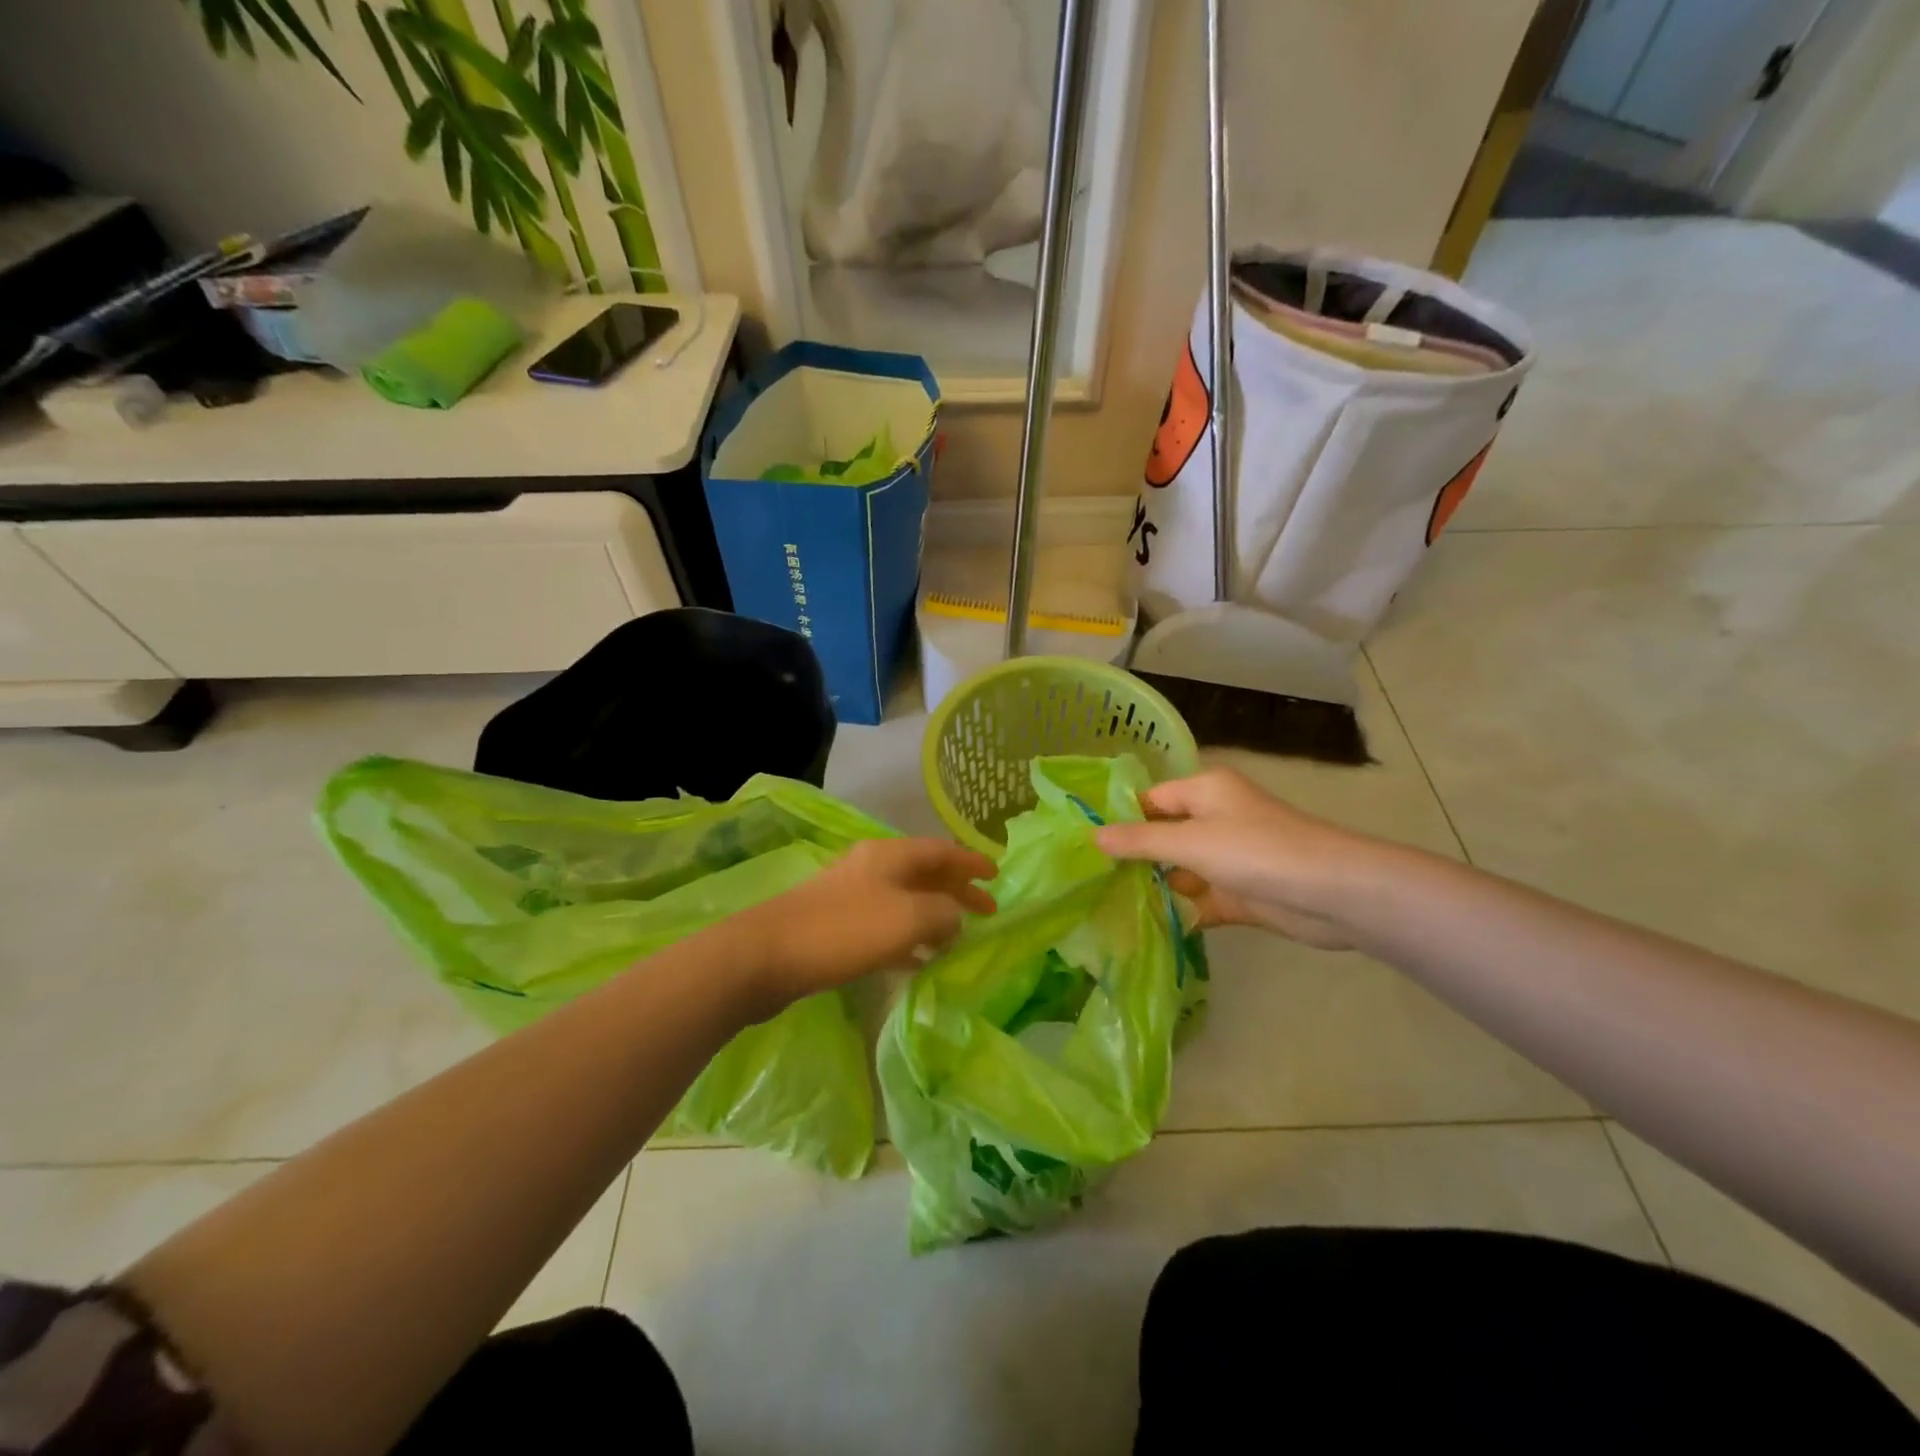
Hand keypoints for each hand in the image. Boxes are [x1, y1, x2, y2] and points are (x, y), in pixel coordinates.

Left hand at [735, 838, 996, 1010]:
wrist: (768, 955)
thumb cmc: (845, 930)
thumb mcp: (908, 918)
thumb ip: (943, 913)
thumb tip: (955, 917)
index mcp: (890, 855)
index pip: (942, 850)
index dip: (971, 862)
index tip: (997, 876)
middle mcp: (872, 867)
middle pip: (925, 873)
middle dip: (957, 890)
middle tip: (987, 911)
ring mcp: (852, 896)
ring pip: (906, 900)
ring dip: (934, 915)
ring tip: (959, 938)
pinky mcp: (837, 926)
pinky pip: (885, 927)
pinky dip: (909, 939)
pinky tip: (920, 961)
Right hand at [1095, 768, 1382, 948]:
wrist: (1331, 893)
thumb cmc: (1255, 851)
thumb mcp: (1189, 841)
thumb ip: (1139, 841)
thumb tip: (1093, 836)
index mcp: (1205, 791)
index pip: (1150, 800)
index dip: (1119, 819)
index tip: (1082, 844)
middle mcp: (1216, 819)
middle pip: (1163, 836)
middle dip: (1132, 858)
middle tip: (1087, 880)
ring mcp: (1229, 858)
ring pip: (1180, 871)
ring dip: (1153, 888)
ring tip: (1105, 907)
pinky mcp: (1241, 893)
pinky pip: (1200, 899)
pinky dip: (1179, 911)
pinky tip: (1145, 928)